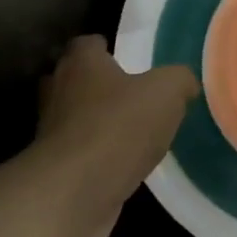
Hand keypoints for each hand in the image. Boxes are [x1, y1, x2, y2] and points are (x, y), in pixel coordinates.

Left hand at [22, 36, 199, 232]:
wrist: (74, 192)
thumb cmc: (119, 126)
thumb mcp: (168, 91)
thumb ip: (179, 80)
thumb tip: (185, 84)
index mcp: (82, 65)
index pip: (86, 44)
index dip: (105, 47)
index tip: (126, 57)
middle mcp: (58, 92)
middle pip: (73, 79)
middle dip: (96, 84)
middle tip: (129, 92)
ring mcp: (51, 133)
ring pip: (73, 118)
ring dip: (95, 122)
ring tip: (130, 131)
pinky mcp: (54, 170)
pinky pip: (78, 153)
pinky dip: (96, 155)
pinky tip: (123, 163)